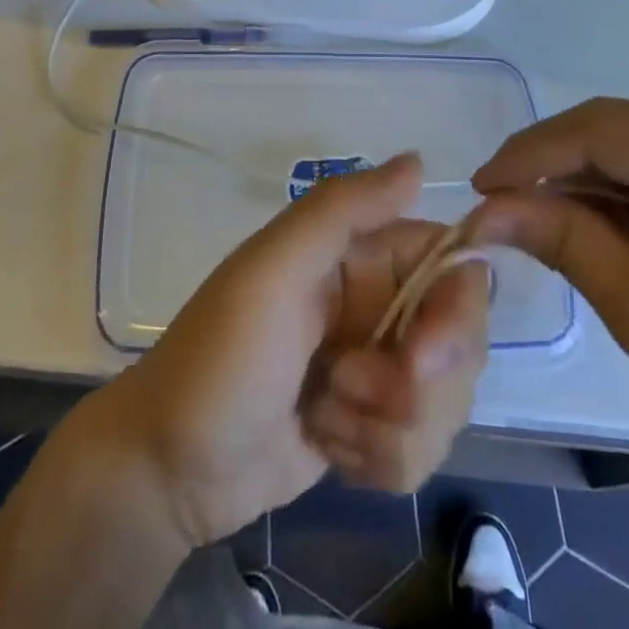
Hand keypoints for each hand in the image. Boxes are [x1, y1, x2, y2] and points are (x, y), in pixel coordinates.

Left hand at [96, 154, 488, 549]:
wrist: (168, 467)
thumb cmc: (221, 354)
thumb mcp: (274, 268)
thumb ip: (344, 208)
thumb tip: (418, 161)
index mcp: (361, 255)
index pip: (453, 268)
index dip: (456, 315)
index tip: (422, 358)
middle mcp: (378, 304)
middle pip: (460, 343)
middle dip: (417, 387)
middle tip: (348, 390)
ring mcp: (377, 370)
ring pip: (444, 404)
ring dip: (387, 428)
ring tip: (323, 417)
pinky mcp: (373, 428)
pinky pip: (420, 450)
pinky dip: (375, 459)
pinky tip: (327, 447)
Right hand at [469, 99, 628, 520]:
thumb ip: (562, 241)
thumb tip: (482, 209)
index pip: (601, 131)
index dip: (529, 154)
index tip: (478, 191)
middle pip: (616, 126)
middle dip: (550, 162)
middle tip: (499, 205)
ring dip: (580, 174)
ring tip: (534, 216)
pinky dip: (617, 186)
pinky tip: (590, 218)